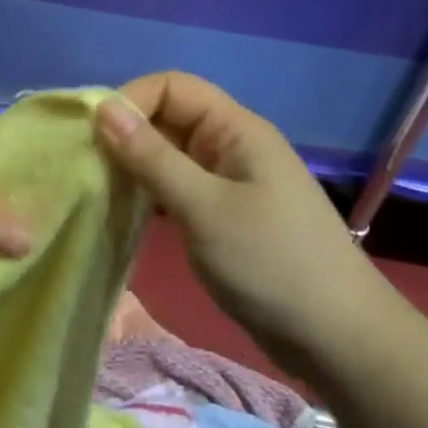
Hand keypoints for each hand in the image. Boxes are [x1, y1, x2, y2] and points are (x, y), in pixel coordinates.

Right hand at [95, 73, 374, 359]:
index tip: (93, 137)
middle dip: (127, 134)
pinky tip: (125, 213)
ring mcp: (229, 181)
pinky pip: (178, 187)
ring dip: (135, 166)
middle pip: (169, 117)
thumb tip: (103, 109)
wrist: (340, 340)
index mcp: (235, 129)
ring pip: (170, 155)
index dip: (130, 100)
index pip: (171, 87)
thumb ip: (151, 157)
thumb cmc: (271, 264)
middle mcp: (231, 145)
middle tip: (86, 167)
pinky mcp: (225, 214)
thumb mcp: (203, 208)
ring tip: (97, 190)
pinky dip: (150, 193)